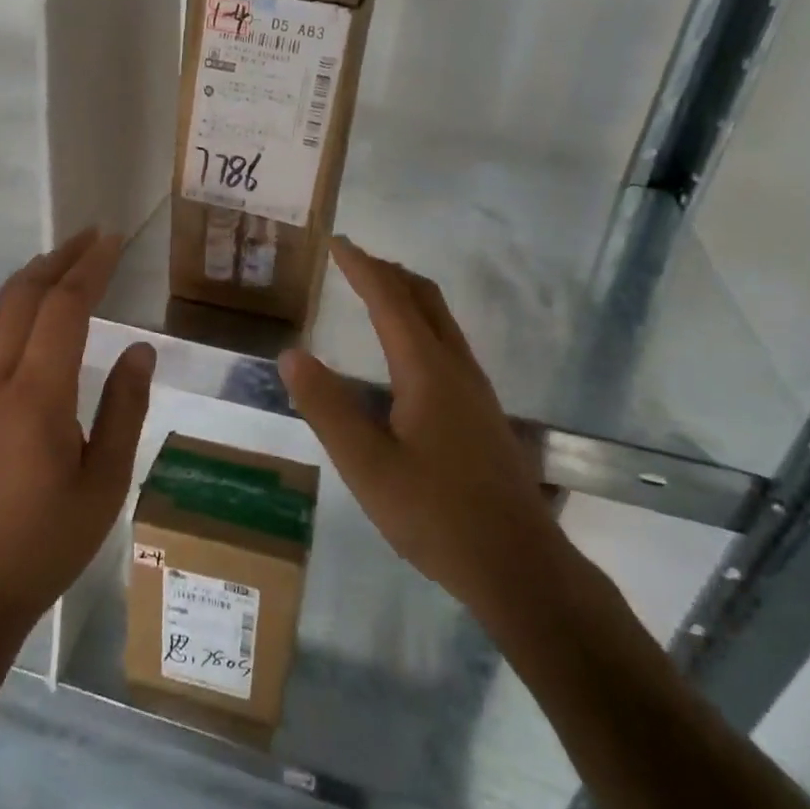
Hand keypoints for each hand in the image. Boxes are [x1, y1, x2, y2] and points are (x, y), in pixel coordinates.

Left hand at [0, 229, 156, 631]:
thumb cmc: (42, 546)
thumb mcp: (104, 485)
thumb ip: (124, 410)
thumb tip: (139, 348)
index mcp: (36, 397)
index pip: (64, 309)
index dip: (90, 267)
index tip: (113, 239)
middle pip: (24, 298)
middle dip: (59, 259)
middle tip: (92, 236)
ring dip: (30, 278)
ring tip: (61, 259)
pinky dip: (11, 307)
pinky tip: (27, 315)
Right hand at [279, 237, 560, 622]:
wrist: (518, 566)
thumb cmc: (436, 514)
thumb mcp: (366, 465)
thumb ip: (327, 407)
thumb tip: (291, 354)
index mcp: (426, 369)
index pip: (389, 299)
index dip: (361, 266)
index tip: (336, 242)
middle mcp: (456, 367)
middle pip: (424, 298)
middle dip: (387, 272)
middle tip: (352, 260)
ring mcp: (475, 389)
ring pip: (440, 320)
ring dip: (406, 296)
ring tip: (373, 293)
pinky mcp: (482, 412)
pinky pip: (447, 343)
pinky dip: (419, 323)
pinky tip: (405, 354)